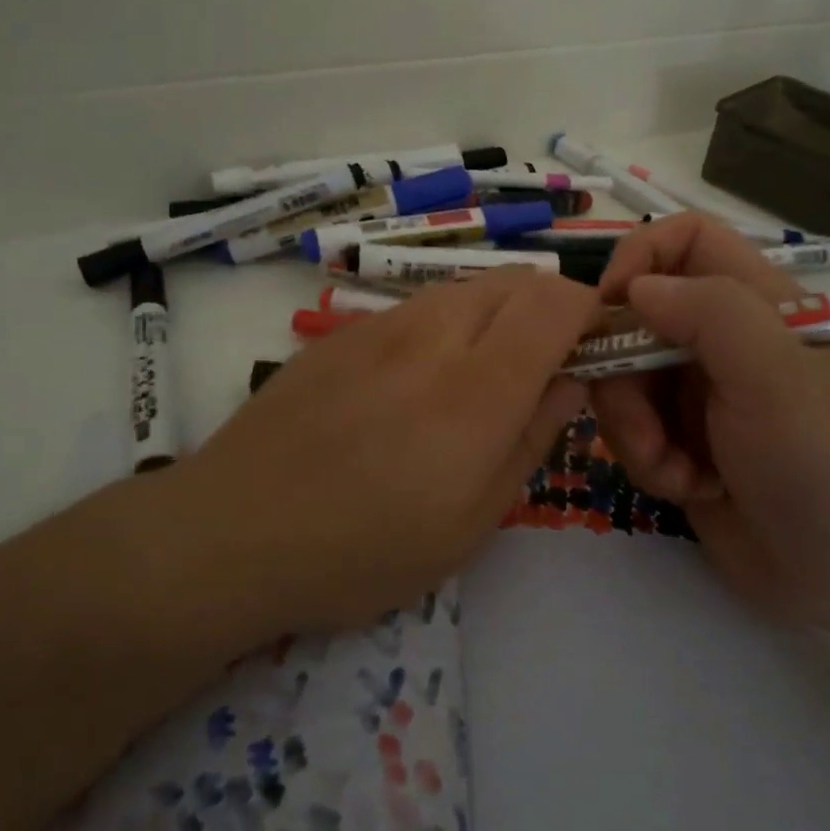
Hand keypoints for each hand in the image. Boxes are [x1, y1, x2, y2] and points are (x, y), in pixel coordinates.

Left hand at [158, 267, 600, 639]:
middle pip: (514, 281)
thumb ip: (531, 439)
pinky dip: (445, 326)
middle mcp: (432, 335)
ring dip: (496, 316)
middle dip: (548, 309)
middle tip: (543, 368)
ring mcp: (380, 326)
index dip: (590, 312)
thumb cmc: (363, 550)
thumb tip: (569, 382)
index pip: (556, 303)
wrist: (234, 531)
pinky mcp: (342, 333)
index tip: (595, 350)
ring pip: (464, 289)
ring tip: (480, 378)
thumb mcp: (471, 522)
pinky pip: (416, 309)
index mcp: (477, 388)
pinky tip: (416, 383)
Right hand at [591, 214, 829, 630]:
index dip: (639, 257)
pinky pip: (631, 432)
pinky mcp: (681, 445)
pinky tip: (691, 489)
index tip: (609, 307)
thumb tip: (635, 288)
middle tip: (644, 425)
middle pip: (634, 319)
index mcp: (754, 304)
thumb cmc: (826, 461)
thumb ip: (709, 313)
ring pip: (622, 381)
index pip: (684, 240)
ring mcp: (698, 396)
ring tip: (679, 472)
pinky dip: (649, 462)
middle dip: (622, 374)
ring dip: (635, 430)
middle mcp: (720, 342)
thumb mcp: (774, 375)